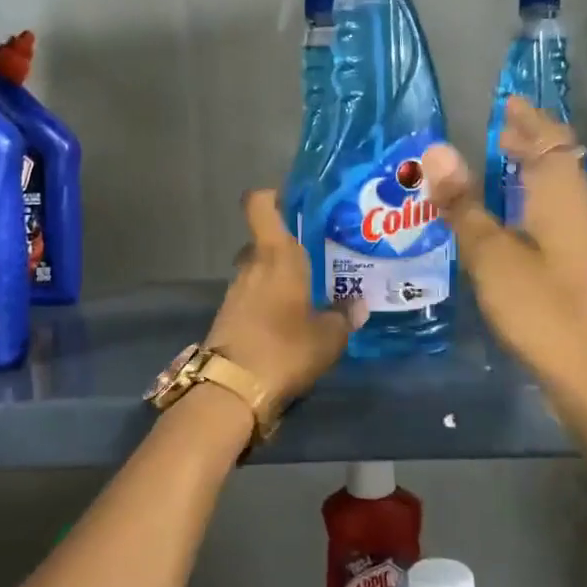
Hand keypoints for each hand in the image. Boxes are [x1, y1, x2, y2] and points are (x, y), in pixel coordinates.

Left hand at [207, 191, 367, 410]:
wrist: (232, 390)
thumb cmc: (285, 348)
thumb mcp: (328, 336)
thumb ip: (343, 315)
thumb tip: (357, 304)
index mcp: (275, 255)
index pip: (259, 204)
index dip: (273, 196)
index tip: (296, 203)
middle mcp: (251, 265)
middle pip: (263, 240)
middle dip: (286, 246)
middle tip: (317, 257)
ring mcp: (235, 291)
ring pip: (257, 270)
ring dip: (277, 277)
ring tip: (308, 291)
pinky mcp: (228, 316)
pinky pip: (251, 295)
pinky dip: (267, 300)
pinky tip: (289, 318)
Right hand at [421, 98, 586, 398]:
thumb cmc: (543, 310)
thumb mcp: (492, 256)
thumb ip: (464, 205)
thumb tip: (436, 149)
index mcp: (561, 196)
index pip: (547, 140)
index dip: (528, 119)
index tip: (507, 102)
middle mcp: (580, 210)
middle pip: (559, 161)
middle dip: (532, 140)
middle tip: (499, 128)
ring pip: (561, 189)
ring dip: (535, 170)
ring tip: (503, 163)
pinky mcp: (583, 268)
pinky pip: (559, 214)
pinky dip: (537, 199)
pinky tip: (517, 219)